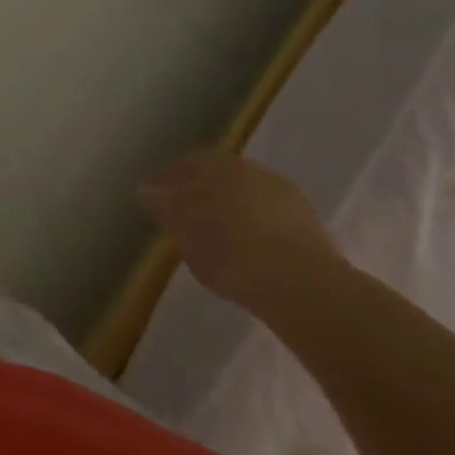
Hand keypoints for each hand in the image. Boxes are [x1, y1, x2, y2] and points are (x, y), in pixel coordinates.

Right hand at [139, 150, 342, 315]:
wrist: (308, 292)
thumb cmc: (235, 255)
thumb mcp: (187, 233)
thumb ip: (165, 208)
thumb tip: (145, 190)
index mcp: (221, 166)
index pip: (188, 162)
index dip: (168, 178)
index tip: (153, 195)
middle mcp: (254, 171)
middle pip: (219, 175)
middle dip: (200, 190)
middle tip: (183, 213)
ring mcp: (285, 197)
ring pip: (246, 195)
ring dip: (230, 208)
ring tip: (216, 234)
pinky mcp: (309, 227)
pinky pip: (268, 218)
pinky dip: (254, 226)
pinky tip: (248, 247)